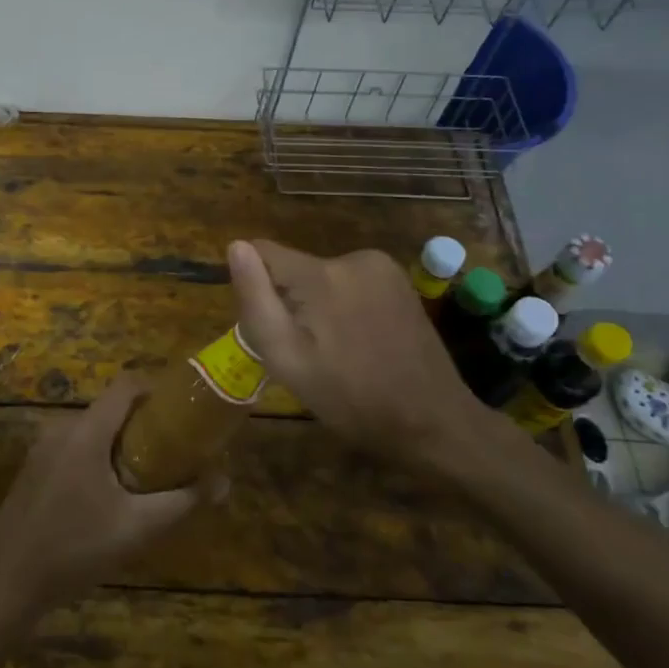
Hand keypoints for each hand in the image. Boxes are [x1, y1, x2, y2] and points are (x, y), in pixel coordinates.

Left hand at [0, 376, 211, 620]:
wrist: (4, 586)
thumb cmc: (74, 550)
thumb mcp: (137, 529)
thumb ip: (183, 502)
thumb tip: (223, 481)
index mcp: (85, 432)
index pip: (126, 385)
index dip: (158, 388)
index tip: (186, 408)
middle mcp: (61, 429)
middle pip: (111, 409)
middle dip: (146, 423)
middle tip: (177, 449)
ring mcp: (43, 449)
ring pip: (93, 431)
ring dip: (123, 443)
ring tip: (151, 474)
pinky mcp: (33, 470)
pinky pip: (75, 449)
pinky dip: (99, 457)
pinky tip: (113, 495)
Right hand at [228, 239, 499, 480]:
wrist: (432, 421)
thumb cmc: (351, 399)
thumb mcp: (287, 359)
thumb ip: (256, 300)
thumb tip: (236, 246)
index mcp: (322, 275)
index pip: (263, 251)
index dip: (255, 287)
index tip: (269, 327)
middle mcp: (353, 257)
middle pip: (294, 268)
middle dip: (289, 302)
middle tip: (306, 353)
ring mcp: (382, 267)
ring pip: (321, 276)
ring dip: (317, 306)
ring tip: (335, 352)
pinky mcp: (399, 281)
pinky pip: (350, 282)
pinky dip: (343, 306)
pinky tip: (359, 342)